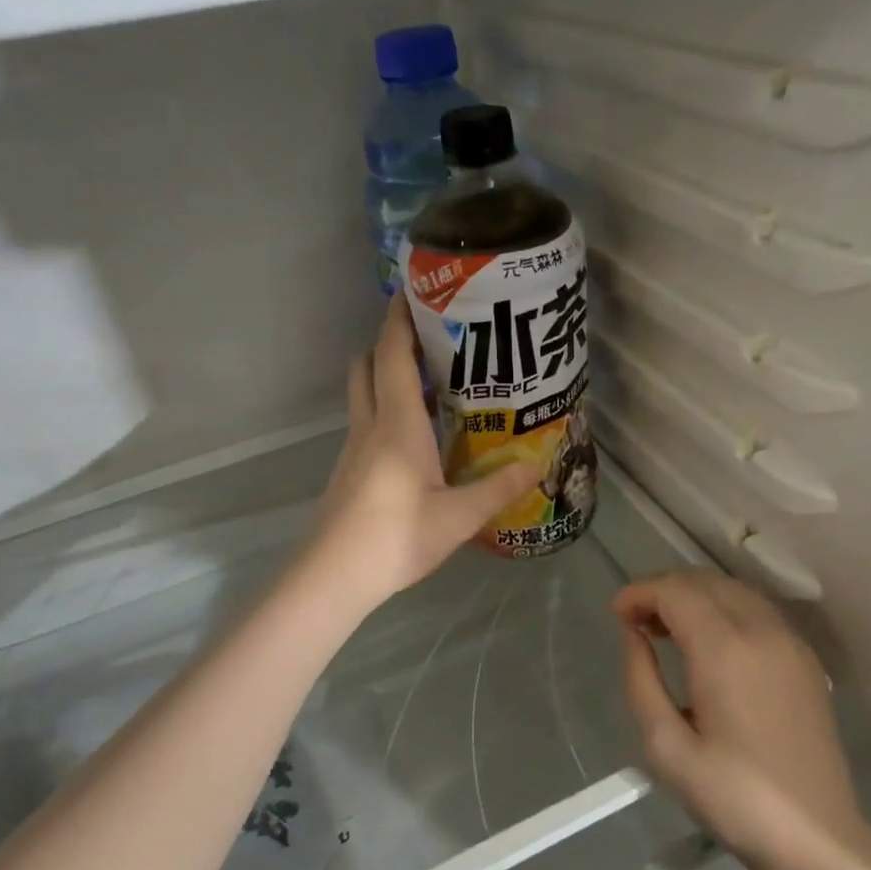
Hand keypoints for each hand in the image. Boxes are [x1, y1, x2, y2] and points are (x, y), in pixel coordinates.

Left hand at [308, 297, 539, 609]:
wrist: (333, 577)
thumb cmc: (396, 538)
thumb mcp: (458, 517)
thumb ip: (498, 489)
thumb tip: (538, 464)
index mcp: (396, 425)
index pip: (392, 355)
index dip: (399, 320)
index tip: (414, 292)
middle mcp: (370, 426)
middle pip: (369, 365)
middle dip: (391, 342)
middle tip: (431, 338)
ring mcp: (354, 449)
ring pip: (365, 394)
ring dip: (388, 375)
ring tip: (431, 380)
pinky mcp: (349, 470)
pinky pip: (368, 422)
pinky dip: (387, 409)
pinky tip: (417, 435)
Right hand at [616, 569, 865, 861]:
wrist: (816, 837)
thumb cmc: (733, 798)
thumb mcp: (666, 747)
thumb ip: (642, 680)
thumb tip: (634, 636)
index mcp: (724, 649)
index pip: (675, 591)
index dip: (640, 593)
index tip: (617, 613)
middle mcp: (760, 631)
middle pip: (704, 582)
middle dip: (664, 590)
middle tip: (636, 620)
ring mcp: (789, 642)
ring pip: (733, 590)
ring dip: (695, 596)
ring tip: (667, 629)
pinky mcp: (806, 659)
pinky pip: (757, 611)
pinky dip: (725, 608)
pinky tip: (710, 642)